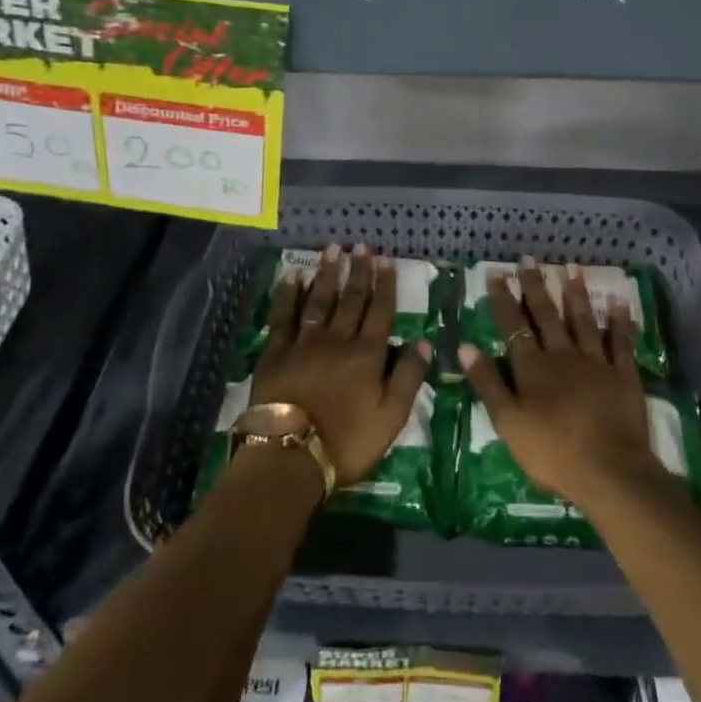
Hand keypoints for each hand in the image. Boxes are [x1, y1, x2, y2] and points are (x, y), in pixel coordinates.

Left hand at [251, 245, 432, 486]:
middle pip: (351, 299)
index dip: (385, 285)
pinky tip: (293, 276)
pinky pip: (284, 315)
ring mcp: (304, 343)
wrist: (290, 455)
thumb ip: (408, 377)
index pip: (380, 311)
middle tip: (361, 246)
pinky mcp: (276, 352)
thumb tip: (424, 341)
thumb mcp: (392, 418)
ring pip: (319, 300)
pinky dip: (289, 294)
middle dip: (358, 271)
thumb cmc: (347, 442)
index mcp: (367, 355)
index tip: (386, 260)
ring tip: (332, 250)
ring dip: (327, 273)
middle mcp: (338, 339)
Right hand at [459, 257, 659, 506]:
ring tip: (571, 268)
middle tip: (529, 259)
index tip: (498, 273)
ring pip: (583, 320)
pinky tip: (618, 302)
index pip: (513, 325)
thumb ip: (487, 383)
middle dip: (536, 286)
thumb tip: (464, 346)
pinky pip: (621, 342)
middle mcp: (562, 355)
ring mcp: (596, 362)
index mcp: (532, 367)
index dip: (504, 298)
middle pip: (547, 315)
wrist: (610, 471)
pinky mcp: (623, 374)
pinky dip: (619, 321)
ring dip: (576, 293)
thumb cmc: (552, 452)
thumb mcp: (508, 423)